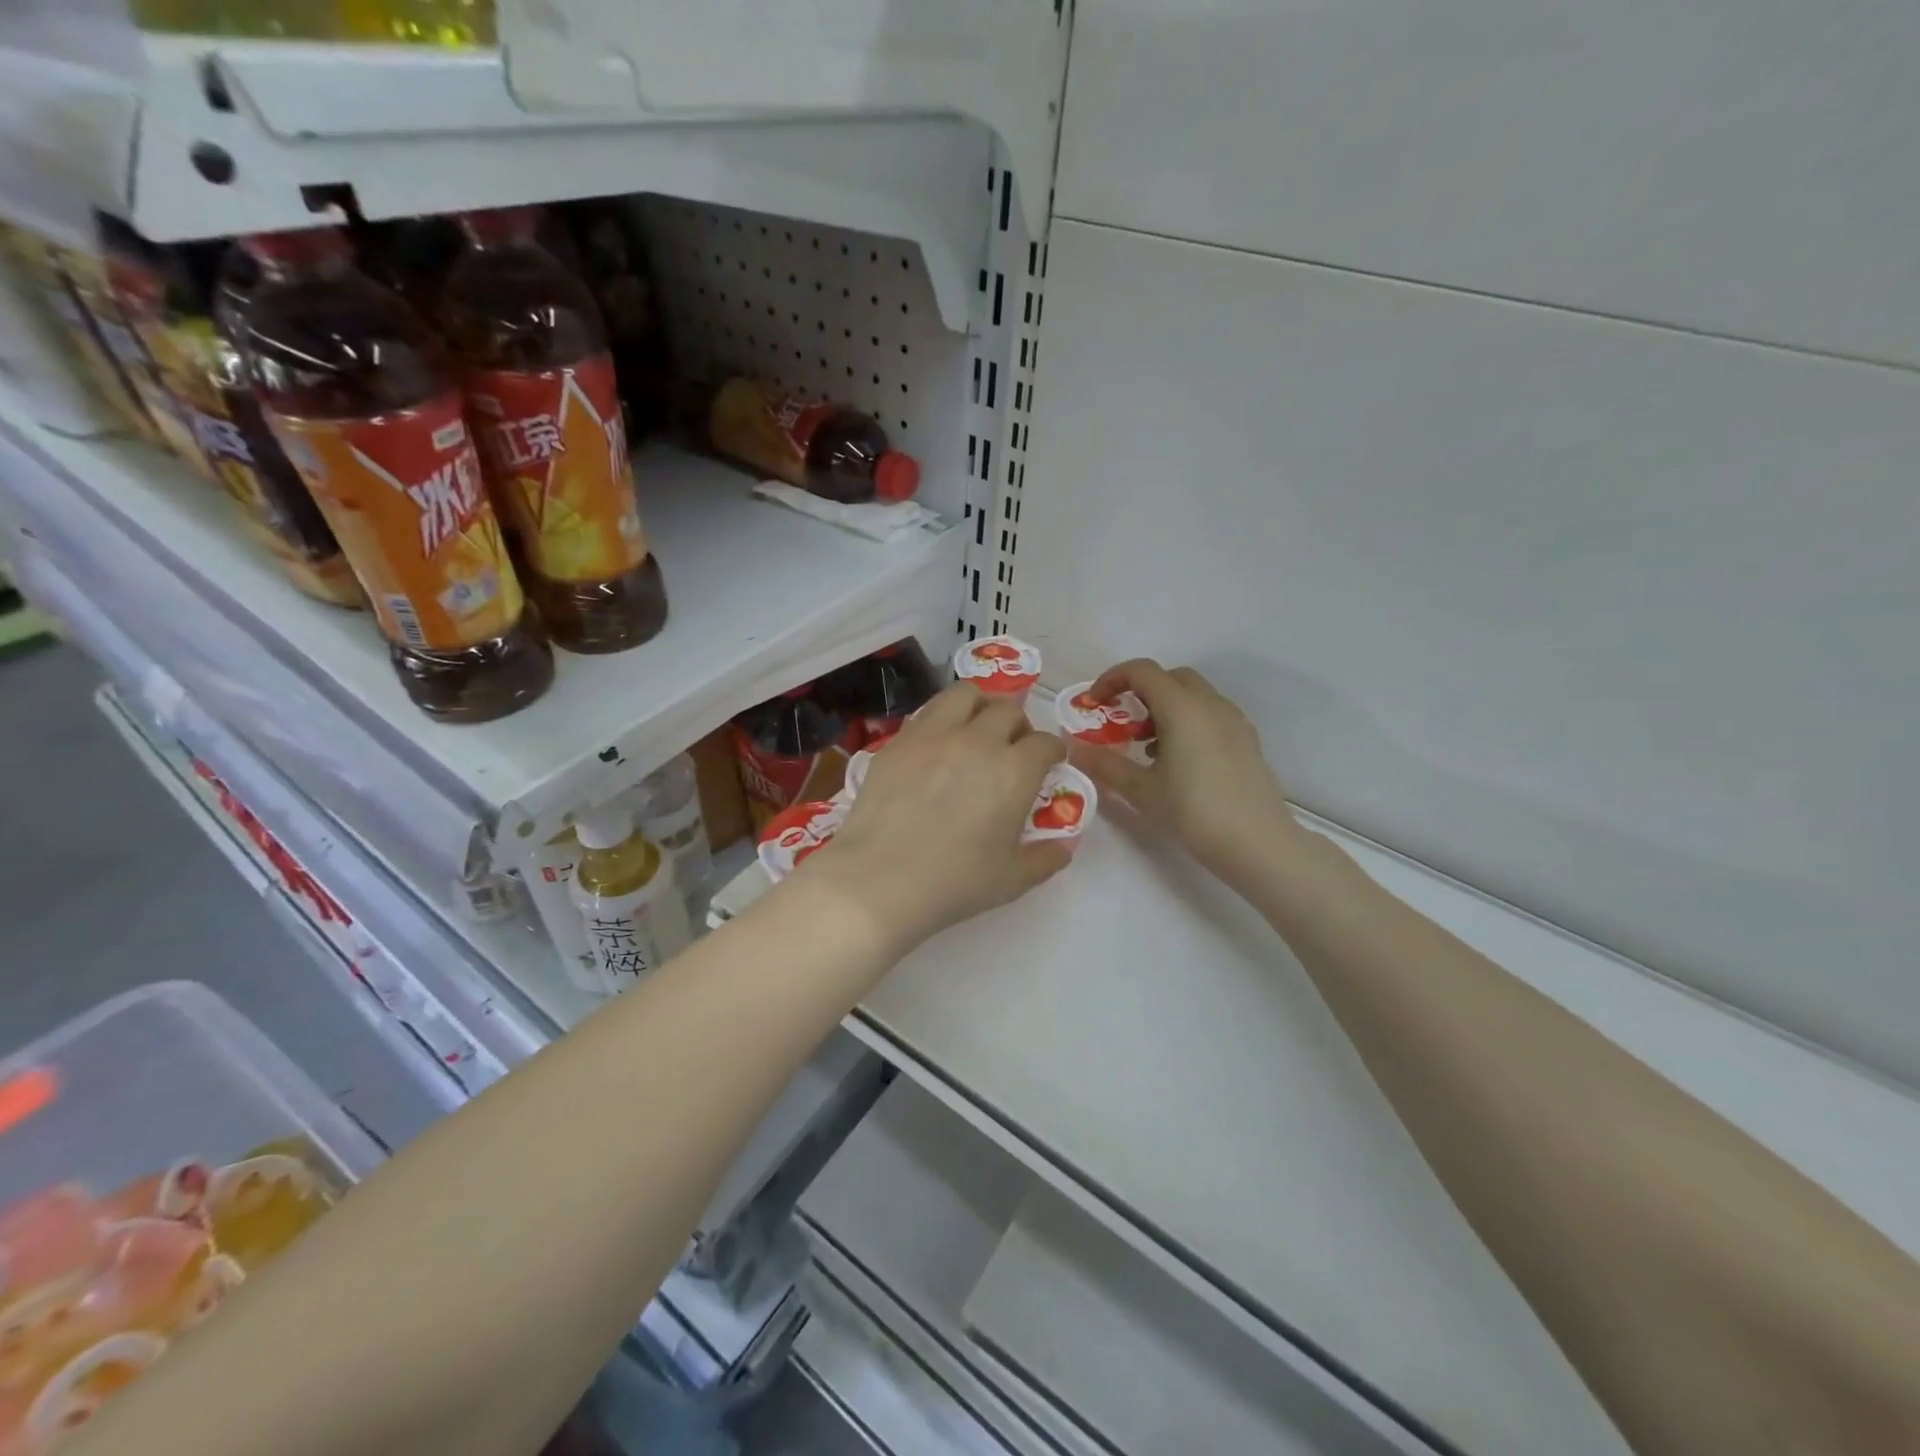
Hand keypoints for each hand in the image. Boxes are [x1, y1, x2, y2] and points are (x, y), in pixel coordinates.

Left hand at [798, 683, 1069, 962]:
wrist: (879, 880)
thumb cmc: (953, 883)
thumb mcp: (1012, 880)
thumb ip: (1044, 859)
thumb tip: (1063, 847)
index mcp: (1014, 771)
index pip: (1045, 743)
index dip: (1052, 751)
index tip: (1049, 762)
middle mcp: (978, 741)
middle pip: (1008, 710)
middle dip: (1019, 725)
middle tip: (1013, 747)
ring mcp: (933, 735)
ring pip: (965, 695)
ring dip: (980, 706)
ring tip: (976, 728)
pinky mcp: (897, 742)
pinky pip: (926, 714)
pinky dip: (941, 721)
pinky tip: (936, 746)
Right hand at [1067, 659, 1303, 884]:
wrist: (1258, 843)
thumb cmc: (1194, 813)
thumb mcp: (1141, 791)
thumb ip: (1106, 765)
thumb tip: (1076, 750)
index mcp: (1182, 708)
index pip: (1142, 671)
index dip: (1112, 679)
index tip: (1095, 703)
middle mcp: (1210, 704)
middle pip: (1170, 677)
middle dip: (1141, 691)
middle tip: (1123, 722)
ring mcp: (1234, 720)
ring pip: (1193, 695)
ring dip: (1165, 706)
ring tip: (1148, 746)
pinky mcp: (1247, 739)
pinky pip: (1211, 713)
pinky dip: (1188, 721)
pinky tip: (1179, 760)